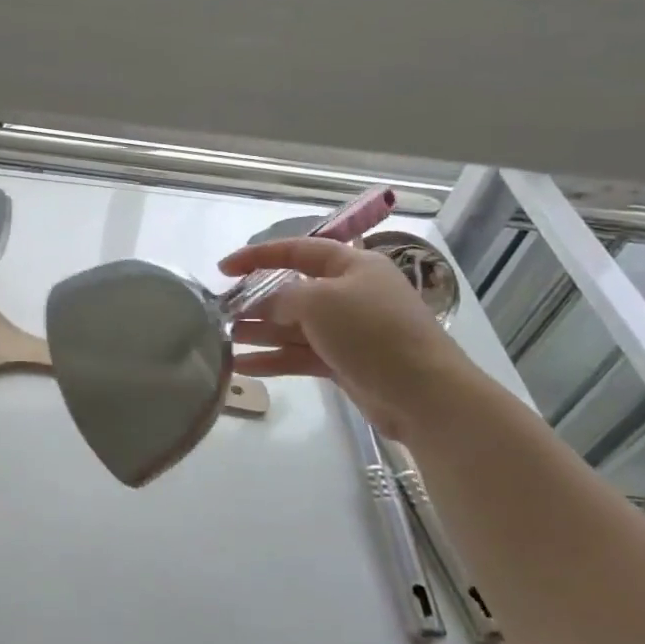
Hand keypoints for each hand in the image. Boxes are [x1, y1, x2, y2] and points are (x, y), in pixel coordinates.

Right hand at [216, 236, 479, 440]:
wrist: (423, 393)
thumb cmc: (371, 332)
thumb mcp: (320, 301)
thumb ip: (285, 297)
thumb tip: (270, 307)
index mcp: (352, 265)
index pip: (298, 250)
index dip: (258, 256)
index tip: (224, 269)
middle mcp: (350, 293)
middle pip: (293, 291)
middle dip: (256, 302)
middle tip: (221, 313)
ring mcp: (348, 331)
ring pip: (293, 326)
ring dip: (260, 332)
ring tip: (224, 340)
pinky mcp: (344, 362)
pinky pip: (300, 354)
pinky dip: (273, 359)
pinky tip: (242, 367)